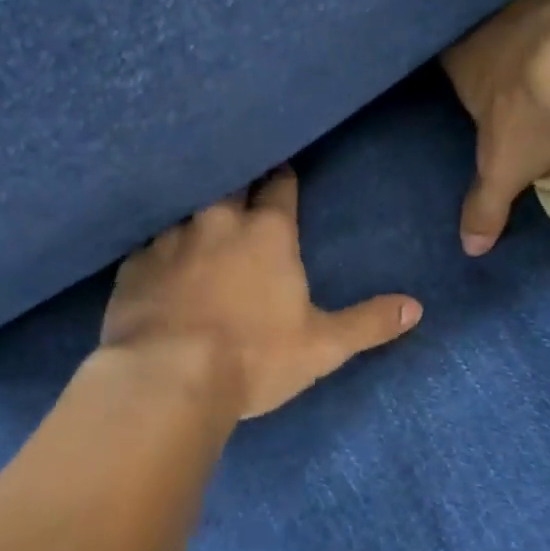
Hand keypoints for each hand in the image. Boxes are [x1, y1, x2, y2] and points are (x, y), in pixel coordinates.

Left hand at [101, 168, 421, 419]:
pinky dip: (159, 248)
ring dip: (197, 214)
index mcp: (266, 233)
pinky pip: (148, 243)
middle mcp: (217, 221)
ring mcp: (170, 238)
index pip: (280, 187)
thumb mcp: (322, 346)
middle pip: (232, 184)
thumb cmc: (254, 358)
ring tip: (200, 223)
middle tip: (243, 187)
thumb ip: (369, 323)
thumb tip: (416, 307)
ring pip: (186, 209)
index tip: (283, 172)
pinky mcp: (133, 263)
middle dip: (241, 183)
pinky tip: (157, 261)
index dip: (284, 179)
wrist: (167, 378)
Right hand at [441, 0, 549, 254]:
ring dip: (540, 32)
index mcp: (464, 58)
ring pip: (530, 14)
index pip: (449, 56)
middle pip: (489, 32)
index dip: (461, 69)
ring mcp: (540, 1)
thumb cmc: (532, 115)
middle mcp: (495, 22)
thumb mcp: (504, 170)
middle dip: (500, 50)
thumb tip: (469, 249)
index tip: (474, 84)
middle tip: (516, 75)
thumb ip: (484, 207)